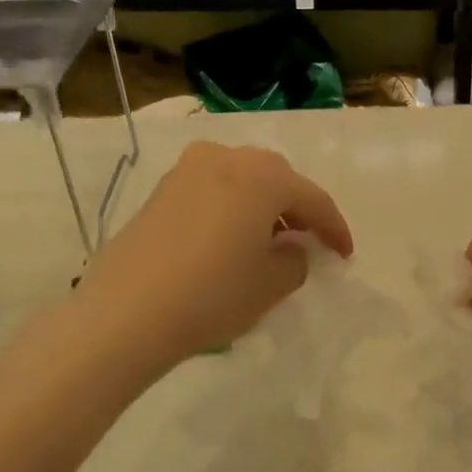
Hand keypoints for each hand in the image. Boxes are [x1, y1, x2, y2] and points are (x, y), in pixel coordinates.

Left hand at [76, 142, 352, 378]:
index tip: (345, 255)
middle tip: (309, 241)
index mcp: (263, 176)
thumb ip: (296, 260)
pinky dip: (232, 208)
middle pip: (277, 178)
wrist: (126, 312)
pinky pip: (213, 189)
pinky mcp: (162, 190)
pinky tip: (231, 239)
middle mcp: (227, 158)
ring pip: (242, 180)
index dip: (335, 229)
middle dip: (298, 208)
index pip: (313, 199)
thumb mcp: (272, 284)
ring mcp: (188, 170)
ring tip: (270, 241)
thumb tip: (292, 247)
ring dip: (263, 205)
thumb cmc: (213, 294)